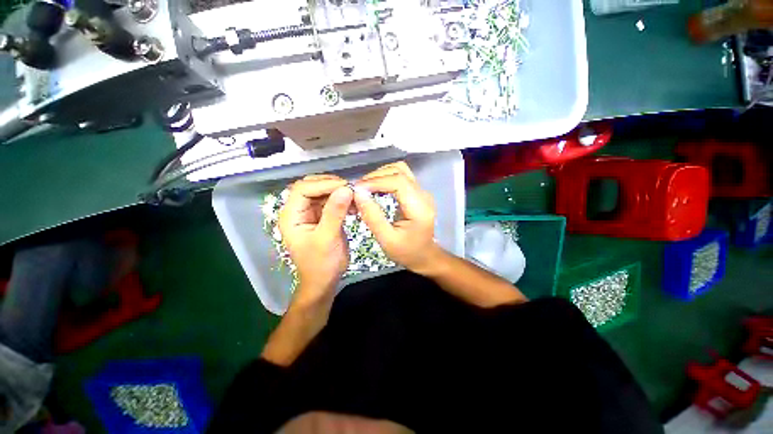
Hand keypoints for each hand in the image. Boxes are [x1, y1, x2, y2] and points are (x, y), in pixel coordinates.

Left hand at [278, 175, 353, 301]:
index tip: (346, 187)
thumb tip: (346, 189)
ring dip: (340, 193)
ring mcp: (311, 213)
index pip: (303, 189)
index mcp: (291, 215)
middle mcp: (299, 211)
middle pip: (312, 187)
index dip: (323, 184)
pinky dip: (344, 201)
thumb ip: (334, 213)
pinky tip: (354, 206)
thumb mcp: (327, 238)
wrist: (324, 281)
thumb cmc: (320, 264)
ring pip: (324, 193)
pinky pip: (332, 202)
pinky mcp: (323, 217)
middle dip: (331, 185)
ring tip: (356, 198)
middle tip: (351, 189)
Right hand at [353, 162, 440, 274]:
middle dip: (376, 176)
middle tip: (358, 189)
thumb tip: (358, 193)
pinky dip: (386, 178)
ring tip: (365, 188)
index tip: (357, 188)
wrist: (425, 256)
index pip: (398, 181)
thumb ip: (372, 216)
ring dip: (380, 175)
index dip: (376, 181)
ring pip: (400, 170)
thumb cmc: (407, 252)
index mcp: (419, 207)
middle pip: (399, 171)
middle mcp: (423, 194)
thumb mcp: (387, 239)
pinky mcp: (417, 193)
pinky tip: (375, 189)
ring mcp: (421, 192)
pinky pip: (401, 177)